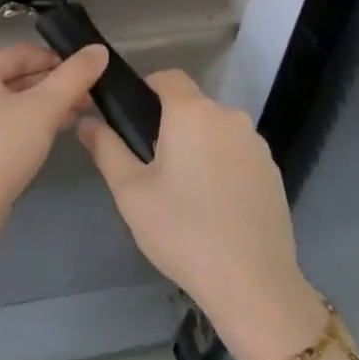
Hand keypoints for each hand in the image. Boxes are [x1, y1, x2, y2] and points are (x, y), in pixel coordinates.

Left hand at [0, 42, 110, 217]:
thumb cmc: (1, 148)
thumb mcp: (44, 108)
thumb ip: (74, 76)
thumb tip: (99, 50)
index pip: (23, 53)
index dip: (59, 61)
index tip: (90, 75)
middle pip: (15, 77)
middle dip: (53, 86)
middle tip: (88, 99)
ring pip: (8, 101)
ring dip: (42, 106)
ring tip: (76, 116)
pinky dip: (24, 123)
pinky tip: (50, 134)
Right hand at [79, 70, 323, 359]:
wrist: (252, 283)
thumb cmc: (182, 231)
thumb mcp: (130, 192)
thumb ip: (106, 148)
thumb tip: (86, 120)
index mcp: (192, 113)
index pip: (168, 77)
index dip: (147, 88)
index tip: (132, 118)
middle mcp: (229, 116)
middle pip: (193, 104)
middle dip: (171, 122)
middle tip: (151, 163)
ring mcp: (256, 143)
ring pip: (216, 129)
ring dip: (198, 143)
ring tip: (183, 188)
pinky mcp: (272, 170)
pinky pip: (237, 152)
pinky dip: (222, 164)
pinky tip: (213, 203)